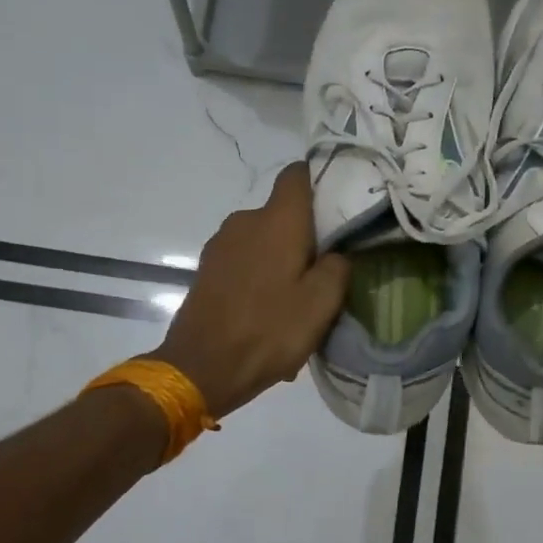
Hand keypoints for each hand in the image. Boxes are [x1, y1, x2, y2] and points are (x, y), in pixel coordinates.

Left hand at [149, 164, 350, 418]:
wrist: (201, 368)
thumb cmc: (269, 330)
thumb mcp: (321, 303)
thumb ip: (338, 267)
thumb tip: (337, 252)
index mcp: (277, 220)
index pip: (298, 175)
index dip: (321, 180)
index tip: (341, 203)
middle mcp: (245, 220)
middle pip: (283, 212)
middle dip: (306, 233)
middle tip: (327, 267)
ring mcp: (221, 244)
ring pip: (264, 239)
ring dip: (282, 259)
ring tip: (297, 297)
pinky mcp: (208, 269)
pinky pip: (245, 261)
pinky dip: (261, 276)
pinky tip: (270, 310)